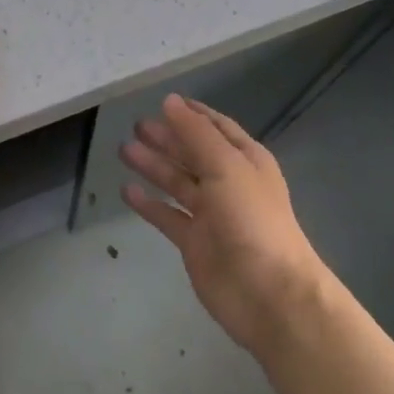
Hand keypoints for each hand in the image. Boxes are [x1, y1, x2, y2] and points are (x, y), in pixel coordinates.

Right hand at [119, 95, 332, 356]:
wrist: (268, 293)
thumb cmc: (252, 220)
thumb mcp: (226, 166)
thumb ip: (196, 133)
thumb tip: (170, 101)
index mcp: (245, 160)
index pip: (216, 127)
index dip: (192, 114)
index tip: (165, 101)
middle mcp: (229, 182)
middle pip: (193, 153)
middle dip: (168, 138)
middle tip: (136, 126)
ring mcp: (211, 214)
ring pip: (178, 182)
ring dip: (154, 166)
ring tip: (124, 150)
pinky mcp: (195, 243)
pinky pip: (168, 216)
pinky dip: (149, 204)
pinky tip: (128, 191)